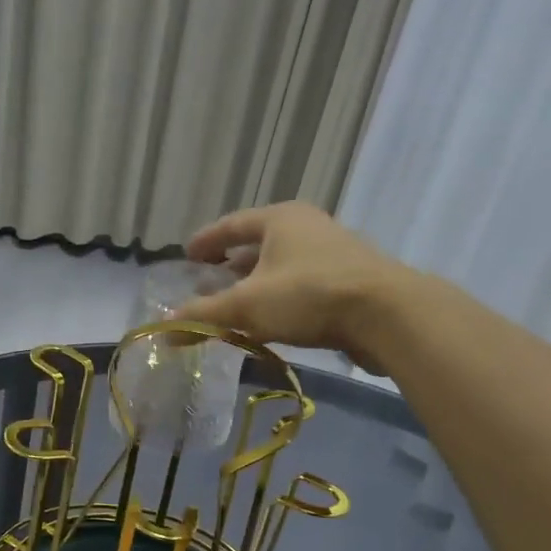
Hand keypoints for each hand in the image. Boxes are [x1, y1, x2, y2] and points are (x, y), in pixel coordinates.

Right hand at [180, 201, 403, 362]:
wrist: (388, 315)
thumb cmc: (309, 296)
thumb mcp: (247, 306)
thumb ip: (203, 317)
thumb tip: (163, 331)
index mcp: (279, 219)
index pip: (231, 225)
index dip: (205, 241)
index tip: (186, 256)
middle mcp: (306, 227)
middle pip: (257, 244)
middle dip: (229, 266)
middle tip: (206, 285)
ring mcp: (332, 253)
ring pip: (280, 267)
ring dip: (255, 285)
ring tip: (234, 307)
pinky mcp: (349, 281)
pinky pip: (301, 285)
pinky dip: (278, 299)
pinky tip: (270, 323)